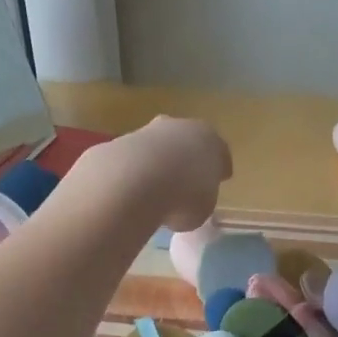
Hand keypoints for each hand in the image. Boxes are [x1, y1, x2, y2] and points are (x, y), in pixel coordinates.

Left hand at [71, 115, 231, 231]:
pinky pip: (131, 161)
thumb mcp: (202, 209)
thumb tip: (185, 206)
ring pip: (156, 148)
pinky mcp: (117, 143)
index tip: (219, 180)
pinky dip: (132, 174)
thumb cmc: (183, 197)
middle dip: (185, 159)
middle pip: (185, 142)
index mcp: (210, 140)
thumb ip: (199, 201)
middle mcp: (179, 128)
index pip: (219, 153)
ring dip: (156, 165)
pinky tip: (130, 193)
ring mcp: (146, 132)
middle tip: (184, 182)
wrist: (133, 182)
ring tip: (153, 192)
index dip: (219, 169)